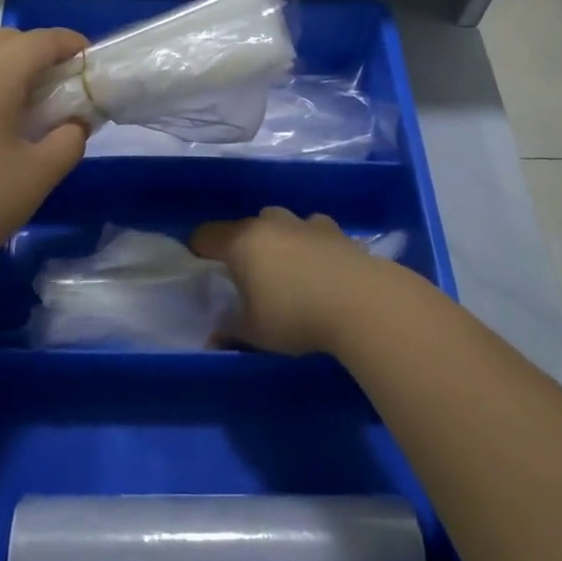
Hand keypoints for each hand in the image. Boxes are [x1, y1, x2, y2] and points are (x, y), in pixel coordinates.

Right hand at [192, 207, 377, 356]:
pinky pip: (312, 230)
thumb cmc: (296, 316)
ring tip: (285, 269)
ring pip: (280, 222)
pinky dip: (310, 242)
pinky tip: (319, 265)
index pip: (206, 235)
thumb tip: (213, 339)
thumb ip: (231, 332)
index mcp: (241, 242)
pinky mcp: (335, 230)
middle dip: (241, 245)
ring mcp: (304, 223)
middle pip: (244, 226)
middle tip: (246, 275)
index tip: (201, 267)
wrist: (363, 302)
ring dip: (277, 239)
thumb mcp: (255, 333)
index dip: (199, 250)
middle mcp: (270, 224)